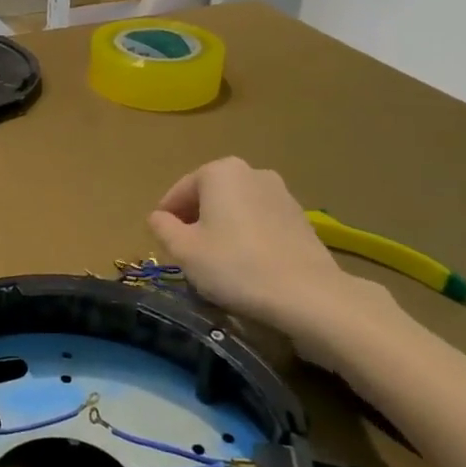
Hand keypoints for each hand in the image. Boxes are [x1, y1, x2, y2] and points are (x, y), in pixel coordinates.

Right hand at [149, 158, 387, 370]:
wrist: (307, 294)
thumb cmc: (235, 266)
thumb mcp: (184, 250)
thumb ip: (163, 228)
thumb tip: (158, 217)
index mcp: (220, 172)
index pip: (180, 191)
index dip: (166, 217)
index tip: (162, 241)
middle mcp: (252, 172)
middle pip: (210, 196)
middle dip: (195, 220)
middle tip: (186, 252)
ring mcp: (281, 193)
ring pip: (236, 208)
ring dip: (222, 228)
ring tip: (217, 261)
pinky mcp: (300, 218)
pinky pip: (260, 222)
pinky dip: (248, 236)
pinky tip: (246, 265)